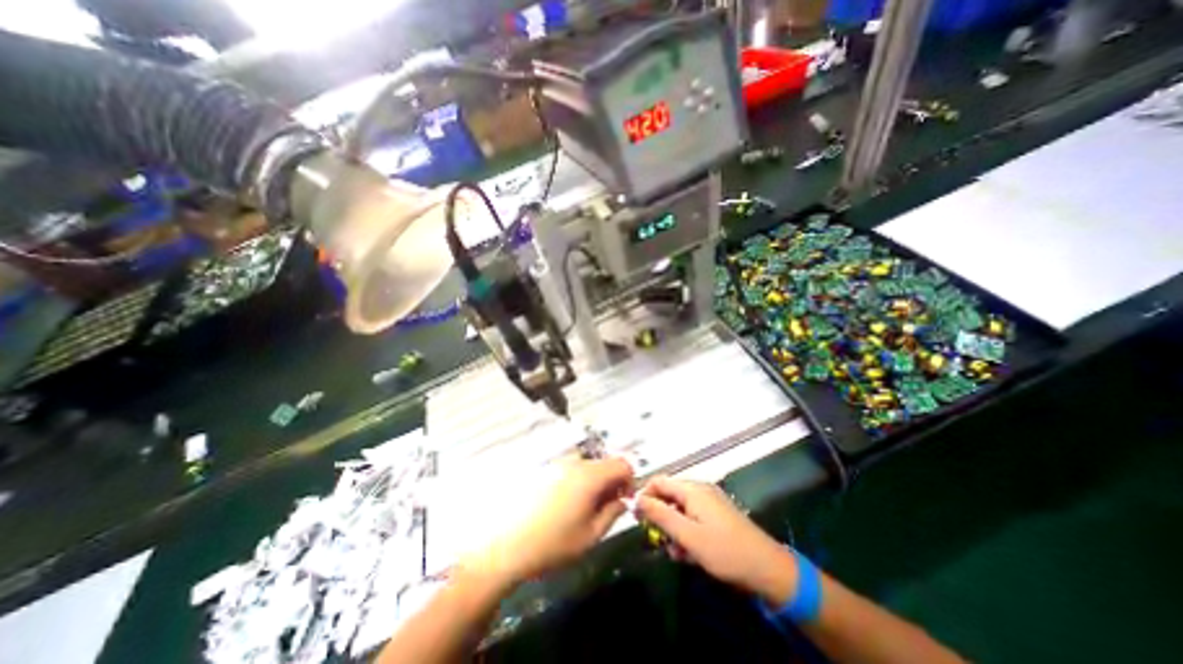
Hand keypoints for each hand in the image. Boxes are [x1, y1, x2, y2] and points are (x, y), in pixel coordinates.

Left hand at [460, 457, 632, 584]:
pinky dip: (578, 480)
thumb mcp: (591, 535)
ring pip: (587, 465)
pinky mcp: (544, 470)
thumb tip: (623, 500)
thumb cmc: (554, 543)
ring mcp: (558, 464)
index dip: (629, 480)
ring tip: (584, 507)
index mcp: (590, 475)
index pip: (622, 464)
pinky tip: (565, 504)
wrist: (508, 546)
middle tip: (604, 507)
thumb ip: (613, 513)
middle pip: (604, 462)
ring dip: (594, 481)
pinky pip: (570, 469)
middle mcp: (575, 463)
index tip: (623, 500)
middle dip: (611, 481)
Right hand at [639, 478, 792, 606]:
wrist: (767, 568)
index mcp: (692, 489)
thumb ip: (660, 515)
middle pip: (669, 495)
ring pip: (680, 509)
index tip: (636, 517)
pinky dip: (686, 531)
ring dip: (673, 528)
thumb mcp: (687, 535)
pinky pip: (693, 517)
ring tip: (677, 552)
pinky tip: (689, 553)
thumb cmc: (724, 551)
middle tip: (657, 540)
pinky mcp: (717, 514)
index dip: (644, 496)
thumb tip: (637, 498)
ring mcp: (710, 502)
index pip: (658, 481)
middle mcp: (700, 490)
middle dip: (660, 517)